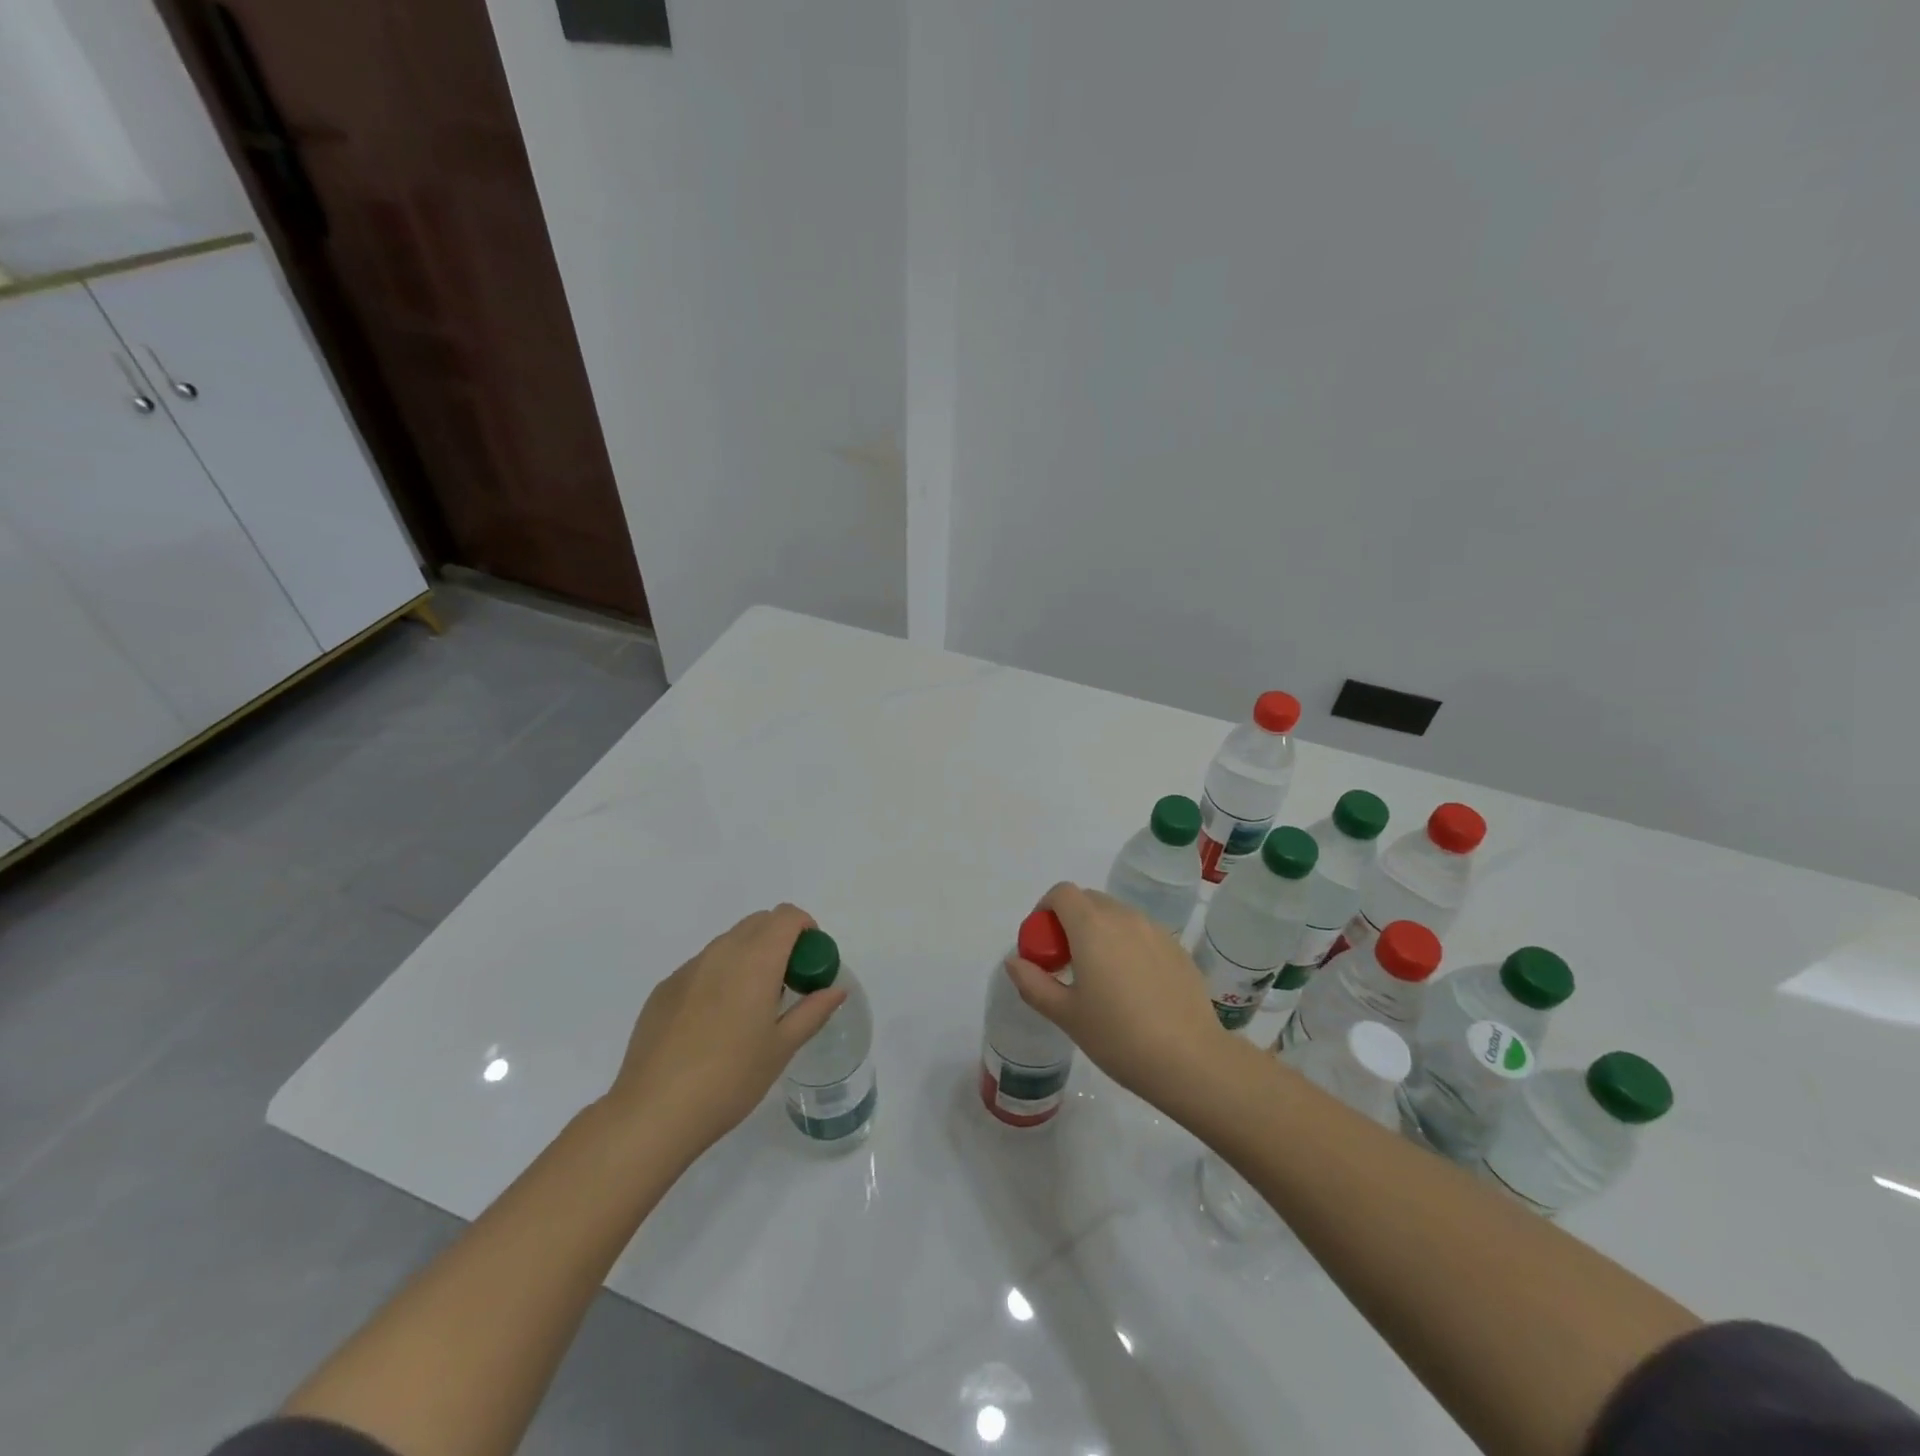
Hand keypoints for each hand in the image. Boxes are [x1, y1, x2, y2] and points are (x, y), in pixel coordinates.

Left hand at [605, 904, 845, 1151]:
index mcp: (756, 960)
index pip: (786, 916)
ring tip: (749, 1006)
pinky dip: (719, 976)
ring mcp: (688, 969)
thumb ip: (813, 1011)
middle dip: (779, 940)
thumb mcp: (782, 1048)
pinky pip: (701, 967)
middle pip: (758, 922)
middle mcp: (721, 952)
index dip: (805, 928)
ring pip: (728, 943)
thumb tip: (836, 990)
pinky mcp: (664, 989)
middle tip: (786, 983)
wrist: (654, 1112)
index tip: (810, 960)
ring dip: (748, 956)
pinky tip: (712, 1024)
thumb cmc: (730, 1079)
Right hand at [1004, 883, 1229, 1110]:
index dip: (1045, 909)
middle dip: (1071, 921)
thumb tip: (1014, 961)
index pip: (1061, 893)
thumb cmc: (1118, 1036)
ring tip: (1101, 976)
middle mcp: (1123, 917)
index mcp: (1091, 926)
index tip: (1043, 943)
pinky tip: (1134, 987)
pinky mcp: (1177, 948)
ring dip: (1100, 931)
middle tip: (1067, 961)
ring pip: (1117, 915)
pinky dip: (1128, 945)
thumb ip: (1033, 982)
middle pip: (1089, 900)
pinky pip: (1142, 933)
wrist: (1189, 1060)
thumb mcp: (1065, 1014)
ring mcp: (1154, 930)